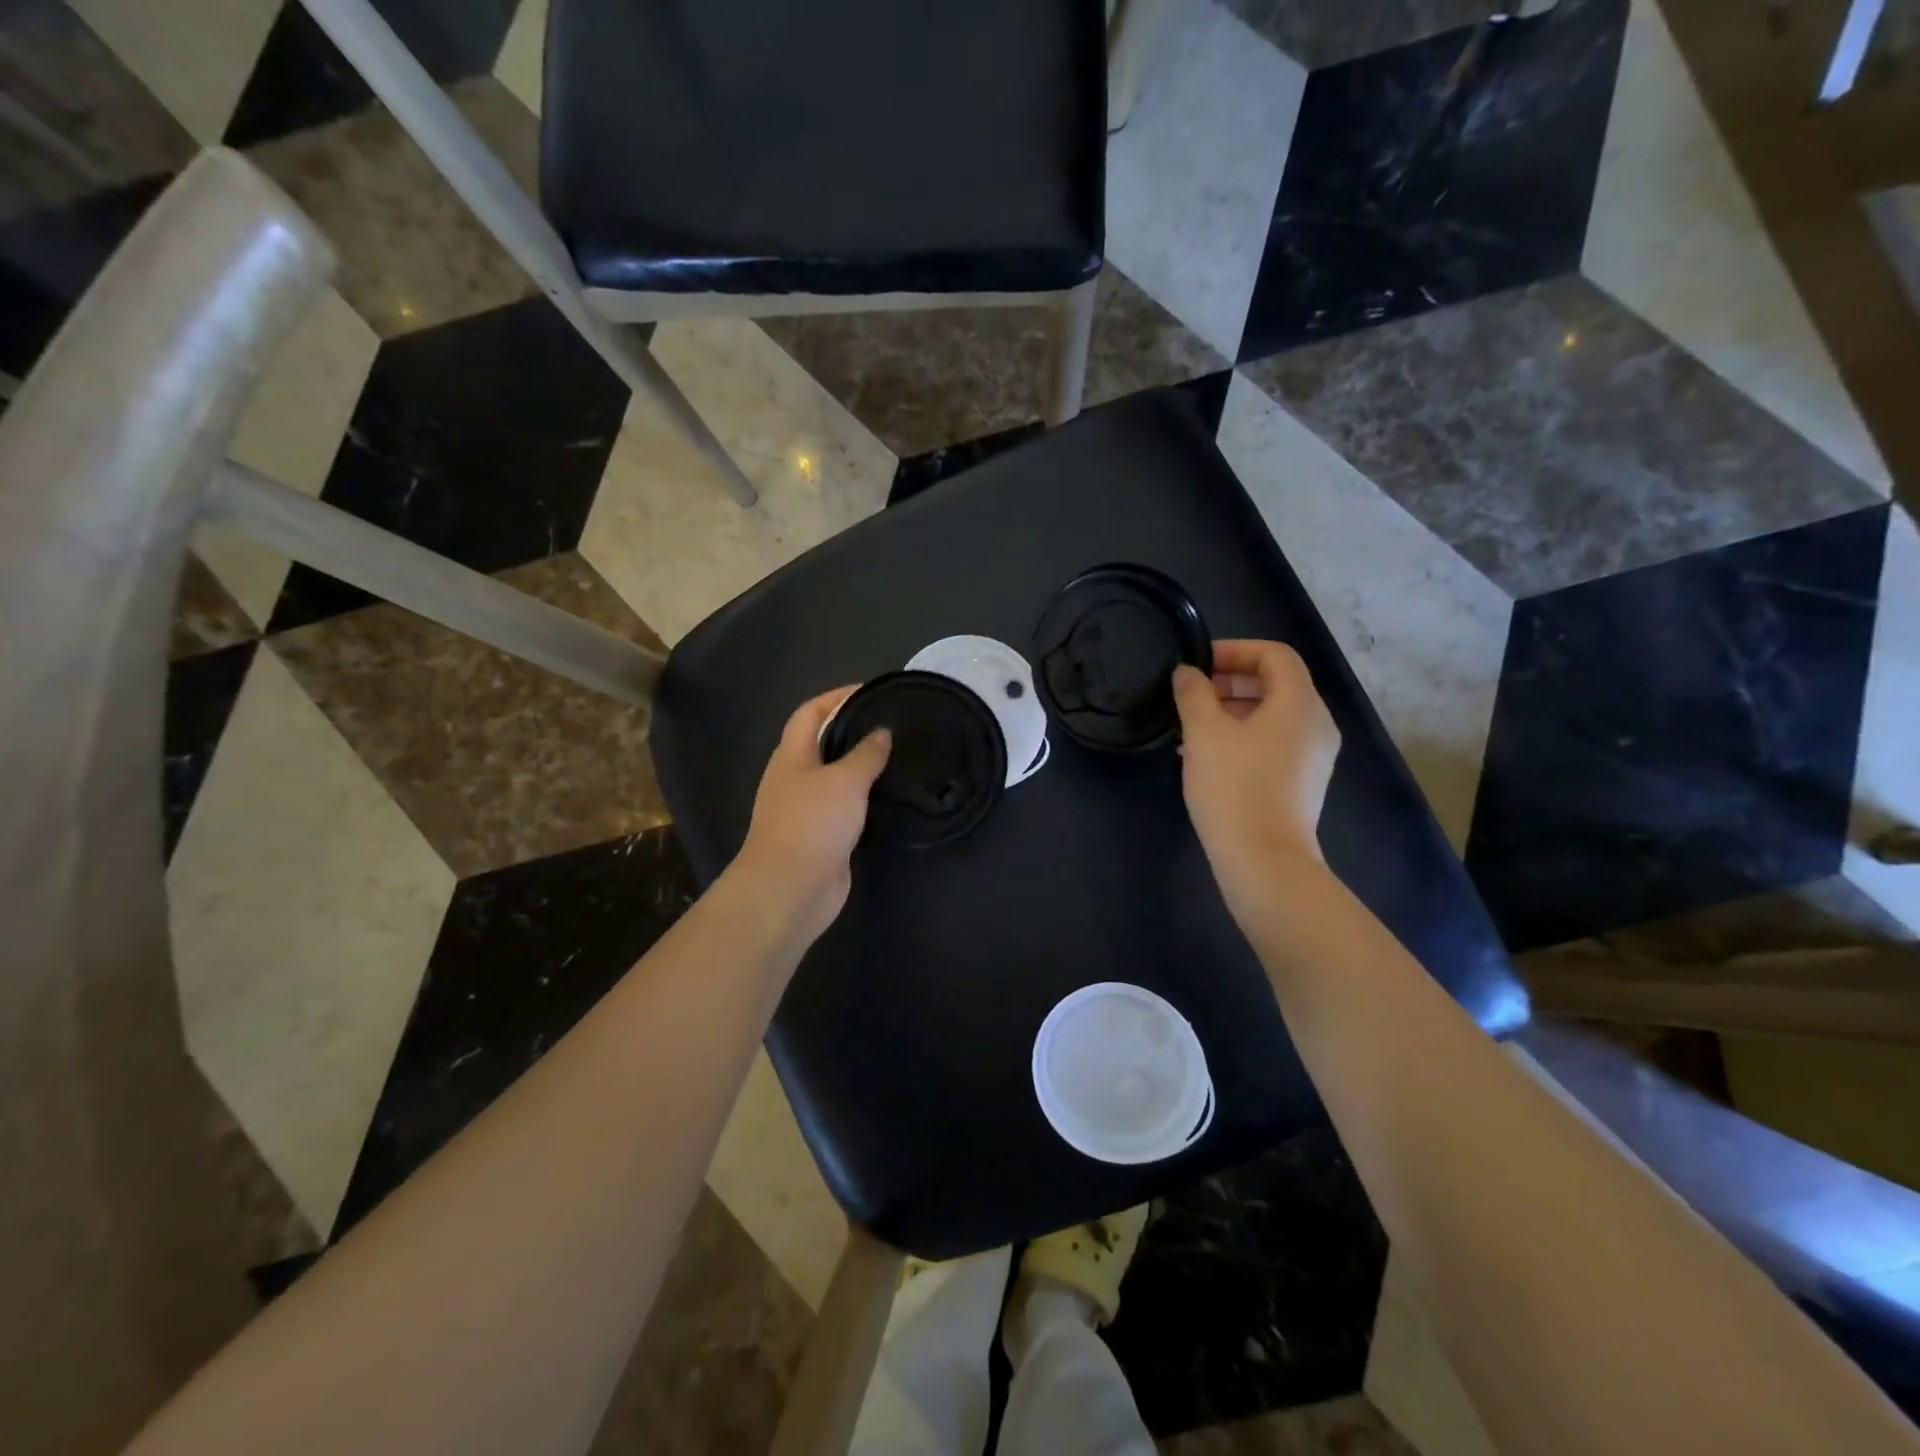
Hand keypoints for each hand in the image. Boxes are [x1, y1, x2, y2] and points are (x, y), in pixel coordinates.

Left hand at [730, 687, 891, 945]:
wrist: (790, 888)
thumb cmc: (813, 824)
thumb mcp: (845, 780)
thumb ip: (866, 754)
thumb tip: (882, 732)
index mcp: (792, 756)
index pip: (810, 712)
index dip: (836, 697)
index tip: (870, 691)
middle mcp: (795, 778)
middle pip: (821, 742)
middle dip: (851, 729)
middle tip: (891, 724)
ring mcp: (806, 810)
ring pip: (835, 777)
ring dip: (860, 766)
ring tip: (897, 756)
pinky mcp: (822, 837)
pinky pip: (844, 808)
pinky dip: (864, 799)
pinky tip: (889, 797)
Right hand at [1172, 640, 1340, 924]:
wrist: (1264, 861)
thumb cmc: (1235, 787)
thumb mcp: (1204, 733)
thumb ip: (1193, 693)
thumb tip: (1187, 673)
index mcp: (1300, 703)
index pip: (1275, 654)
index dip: (1235, 650)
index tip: (1197, 664)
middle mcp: (1316, 724)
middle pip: (1276, 684)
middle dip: (1230, 681)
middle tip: (1190, 694)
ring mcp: (1313, 757)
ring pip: (1272, 716)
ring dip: (1232, 711)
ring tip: (1191, 727)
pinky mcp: (1301, 783)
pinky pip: (1273, 743)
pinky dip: (1242, 737)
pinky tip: (1207, 757)